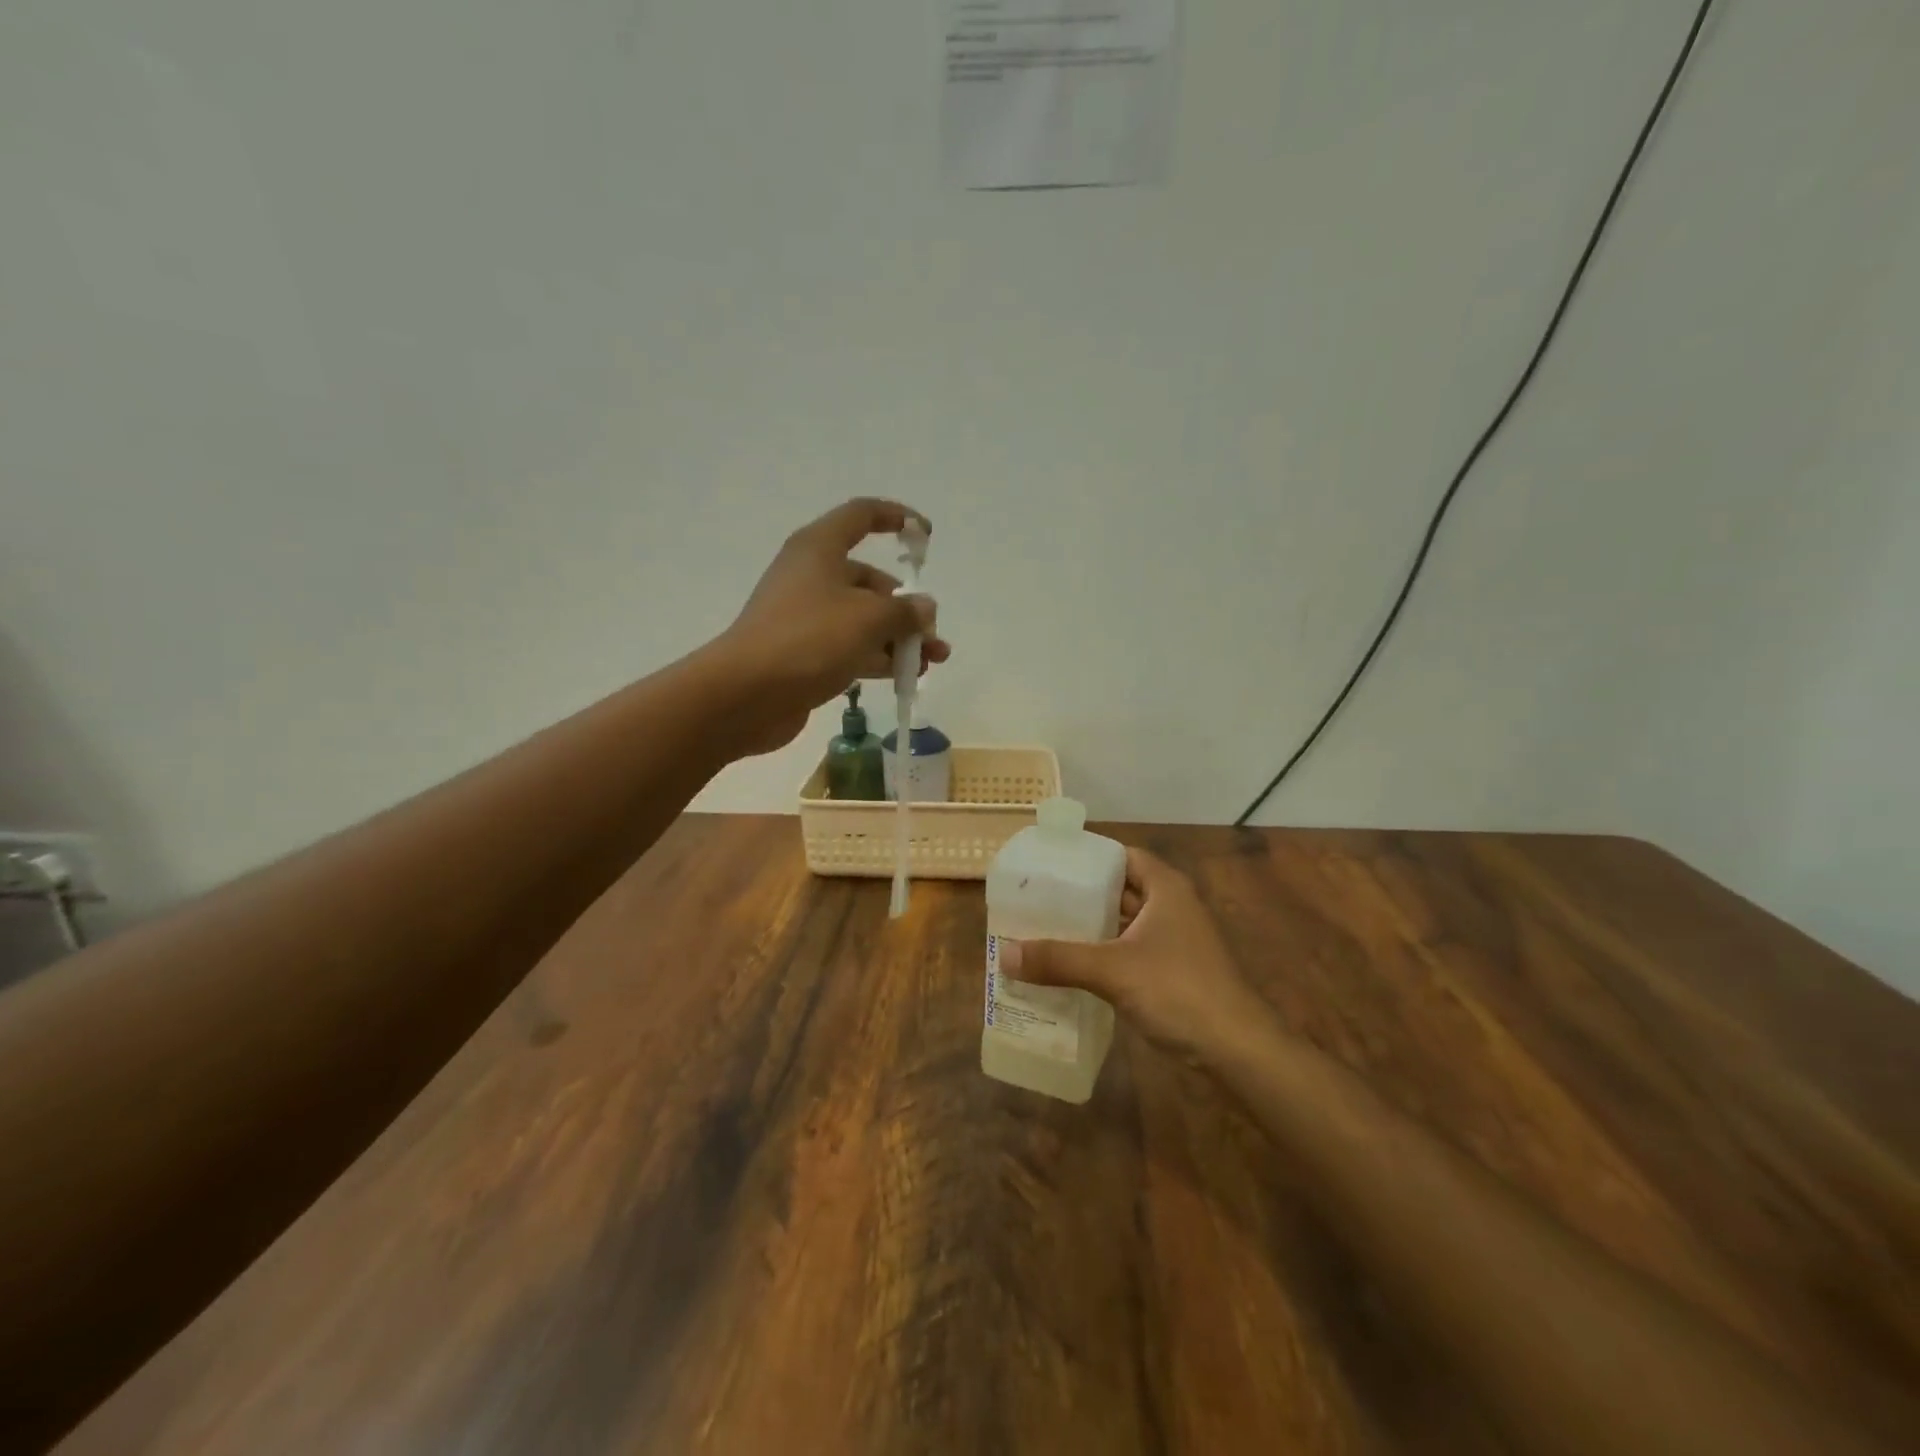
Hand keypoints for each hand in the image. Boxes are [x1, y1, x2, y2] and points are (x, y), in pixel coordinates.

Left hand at [712, 498, 950, 756]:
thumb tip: (924, 608)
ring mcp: (807, 617)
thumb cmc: (809, 640)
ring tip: (932, 661)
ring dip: (900, 638)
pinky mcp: (805, 653)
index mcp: (820, 549)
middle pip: (869, 581)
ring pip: (863, 619)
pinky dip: (878, 658)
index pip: (861, 516)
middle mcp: (812, 576)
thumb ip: (904, 611)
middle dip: (906, 606)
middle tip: (931, 634)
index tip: (925, 536)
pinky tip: (905, 677)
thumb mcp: (868, 619)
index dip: (896, 518)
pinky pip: (851, 647)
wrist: (746, 695)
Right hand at [998, 849, 1270, 1060]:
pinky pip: (1131, 952)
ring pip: (1125, 924)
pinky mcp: (1175, 972)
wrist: (1237, 1050)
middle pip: (1121, 890)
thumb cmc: (1178, 991)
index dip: (1088, 859)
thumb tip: (1003, 954)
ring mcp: (1177, 942)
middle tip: (1038, 901)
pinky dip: (1105, 955)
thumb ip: (1058, 959)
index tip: (1051, 867)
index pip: (1122, 857)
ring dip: (1093, 929)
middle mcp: (1173, 907)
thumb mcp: (1112, 970)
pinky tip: (1074, 969)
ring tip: (1046, 932)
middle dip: (1083, 897)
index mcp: (1166, 888)